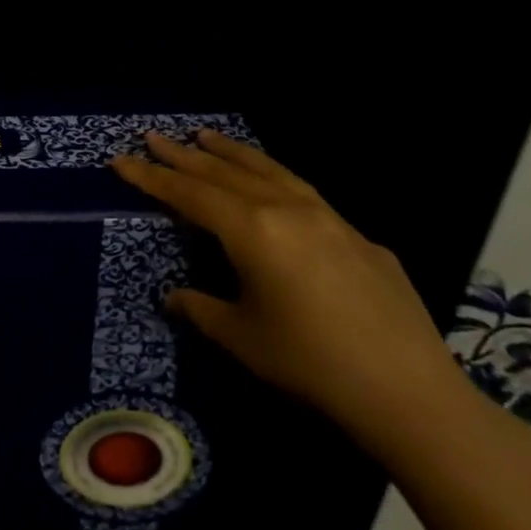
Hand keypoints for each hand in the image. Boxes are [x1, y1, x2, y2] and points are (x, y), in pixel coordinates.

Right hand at [112, 129, 459, 442]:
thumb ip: (200, 308)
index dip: (150, 178)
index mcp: (252, 230)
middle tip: (152, 136)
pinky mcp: (360, 237)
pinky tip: (271, 185)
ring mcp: (330, 219)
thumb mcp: (240, 337)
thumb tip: (175, 297)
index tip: (120, 160)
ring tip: (205, 136)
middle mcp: (288, 210)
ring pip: (269, 171)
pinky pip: (303, 192)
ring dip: (231, 153)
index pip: (188, 194)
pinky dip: (273, 176)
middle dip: (183, 156)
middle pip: (224, 173)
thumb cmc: (310, 363)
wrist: (410, 394)